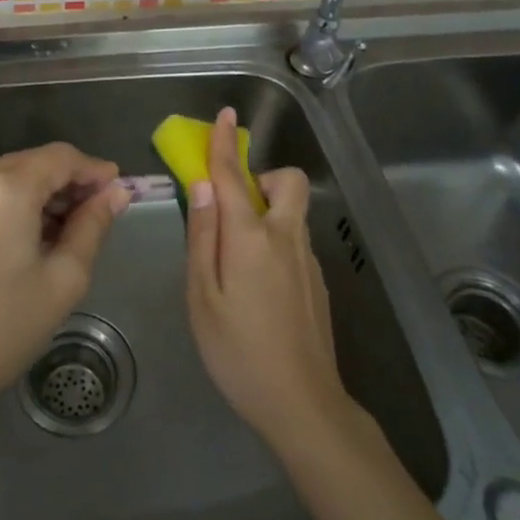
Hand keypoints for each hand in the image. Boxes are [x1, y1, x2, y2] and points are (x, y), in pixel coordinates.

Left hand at [0, 142, 129, 422]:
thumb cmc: (2, 329)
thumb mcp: (63, 279)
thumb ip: (92, 226)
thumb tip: (117, 193)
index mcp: (5, 188)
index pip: (60, 157)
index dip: (93, 170)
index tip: (120, 191)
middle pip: (34, 162)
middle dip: (69, 182)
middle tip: (100, 214)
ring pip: (11, 176)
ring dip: (43, 193)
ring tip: (70, 230)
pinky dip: (17, 203)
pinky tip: (34, 235)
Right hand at [185, 108, 350, 451]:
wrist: (303, 404)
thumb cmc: (238, 351)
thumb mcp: (201, 296)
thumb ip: (202, 237)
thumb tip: (203, 187)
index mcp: (251, 238)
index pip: (235, 176)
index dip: (225, 144)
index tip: (225, 114)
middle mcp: (286, 238)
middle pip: (287, 182)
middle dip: (262, 177)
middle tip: (233, 209)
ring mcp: (307, 260)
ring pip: (291, 212)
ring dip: (266, 210)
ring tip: (236, 259)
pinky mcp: (318, 281)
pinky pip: (294, 240)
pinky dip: (274, 240)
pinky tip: (257, 288)